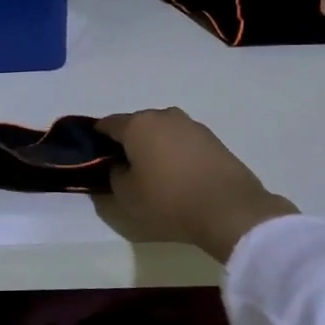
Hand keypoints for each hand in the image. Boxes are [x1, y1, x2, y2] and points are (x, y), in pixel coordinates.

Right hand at [96, 108, 295, 262]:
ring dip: (155, 145)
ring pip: (162, 131)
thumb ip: (114, 175)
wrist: (229, 209)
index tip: (95, 154)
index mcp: (138, 124)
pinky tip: (178, 174)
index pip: (108, 124)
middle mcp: (164, 116)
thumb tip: (120, 166)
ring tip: (155, 172)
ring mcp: (192, 125)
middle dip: (129, 141)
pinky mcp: (213, 139)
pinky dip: (176, 152)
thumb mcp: (127, 196)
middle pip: (137, 125)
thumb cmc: (169, 200)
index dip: (97, 138)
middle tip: (125, 166)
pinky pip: (183, 141)